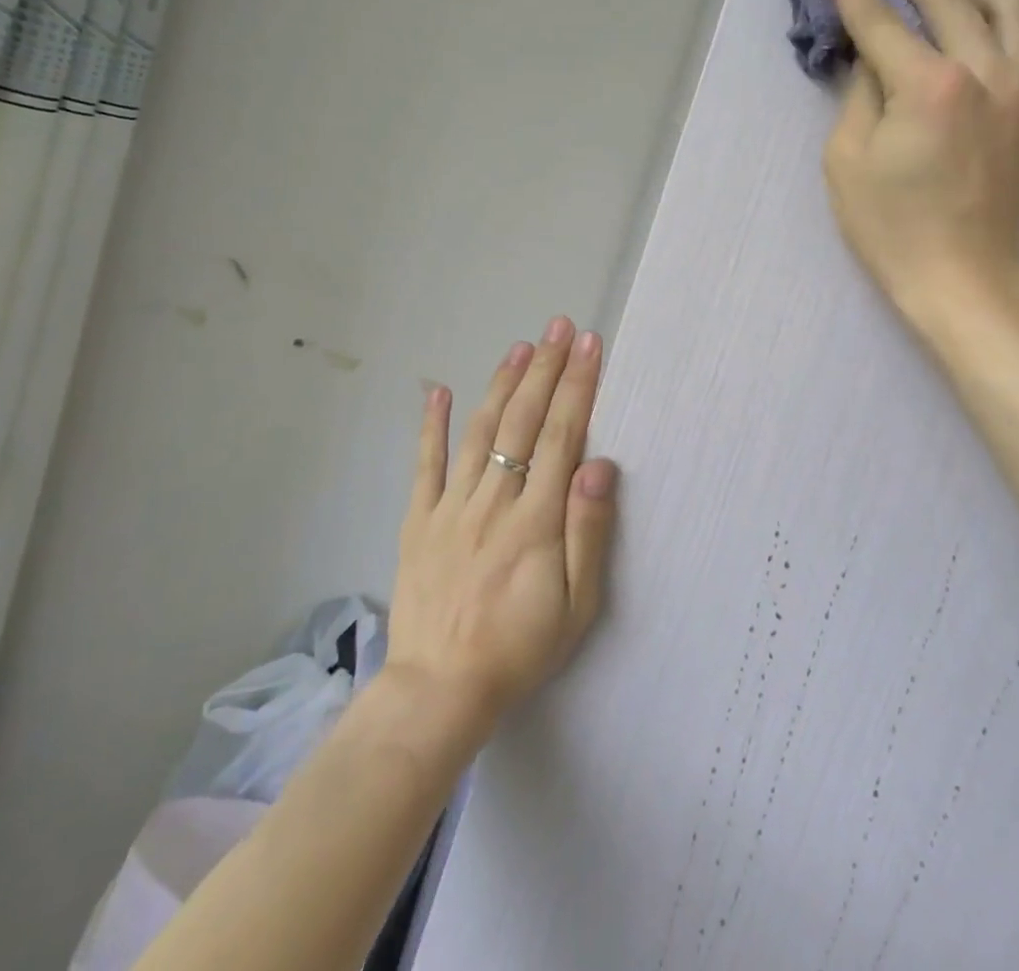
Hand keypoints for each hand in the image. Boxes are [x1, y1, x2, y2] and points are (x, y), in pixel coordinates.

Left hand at [384, 319, 618, 737]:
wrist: (439, 691)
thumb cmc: (519, 648)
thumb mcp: (576, 605)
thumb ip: (588, 531)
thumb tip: (600, 465)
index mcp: (536, 519)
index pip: (562, 436)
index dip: (577, 386)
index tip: (588, 345)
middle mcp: (494, 500)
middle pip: (523, 421)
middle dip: (545, 368)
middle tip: (559, 327)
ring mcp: (451, 506)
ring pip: (480, 430)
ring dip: (502, 384)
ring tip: (520, 345)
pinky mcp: (418, 520)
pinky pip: (424, 464)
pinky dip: (430, 425)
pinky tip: (436, 389)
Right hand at [821, 0, 1018, 320]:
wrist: (965, 276)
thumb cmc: (893, 229)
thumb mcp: (847, 161)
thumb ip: (860, 92)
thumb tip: (871, 54)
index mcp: (930, 88)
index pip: (882, 22)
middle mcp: (987, 72)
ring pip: (1007, 2)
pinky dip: (1007, 22)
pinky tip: (983, 27)